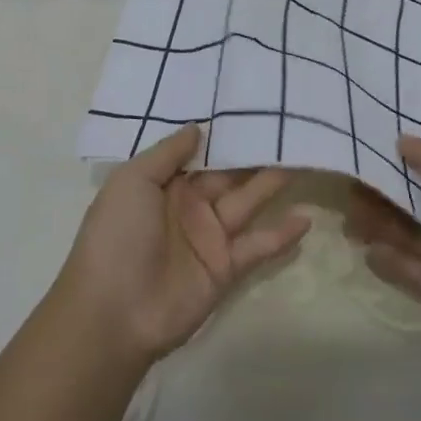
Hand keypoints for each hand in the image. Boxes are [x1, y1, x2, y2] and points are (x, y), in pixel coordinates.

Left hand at [58, 125, 311, 366]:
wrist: (113, 313)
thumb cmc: (117, 236)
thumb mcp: (132, 182)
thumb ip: (167, 153)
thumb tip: (198, 127)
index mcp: (165, 183)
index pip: (201, 152)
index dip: (225, 133)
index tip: (253, 107)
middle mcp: (190, 204)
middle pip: (230, 173)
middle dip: (257, 153)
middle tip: (292, 126)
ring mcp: (209, 236)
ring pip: (248, 201)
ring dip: (274, 183)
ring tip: (307, 157)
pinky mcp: (225, 268)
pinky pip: (257, 246)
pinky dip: (281, 235)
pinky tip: (305, 218)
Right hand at [346, 136, 420, 348]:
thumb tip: (401, 139)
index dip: (406, 165)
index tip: (372, 156)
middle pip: (420, 206)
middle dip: (387, 197)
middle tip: (350, 189)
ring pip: (414, 237)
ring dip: (384, 227)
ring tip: (349, 218)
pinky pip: (417, 272)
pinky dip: (394, 262)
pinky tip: (367, 251)